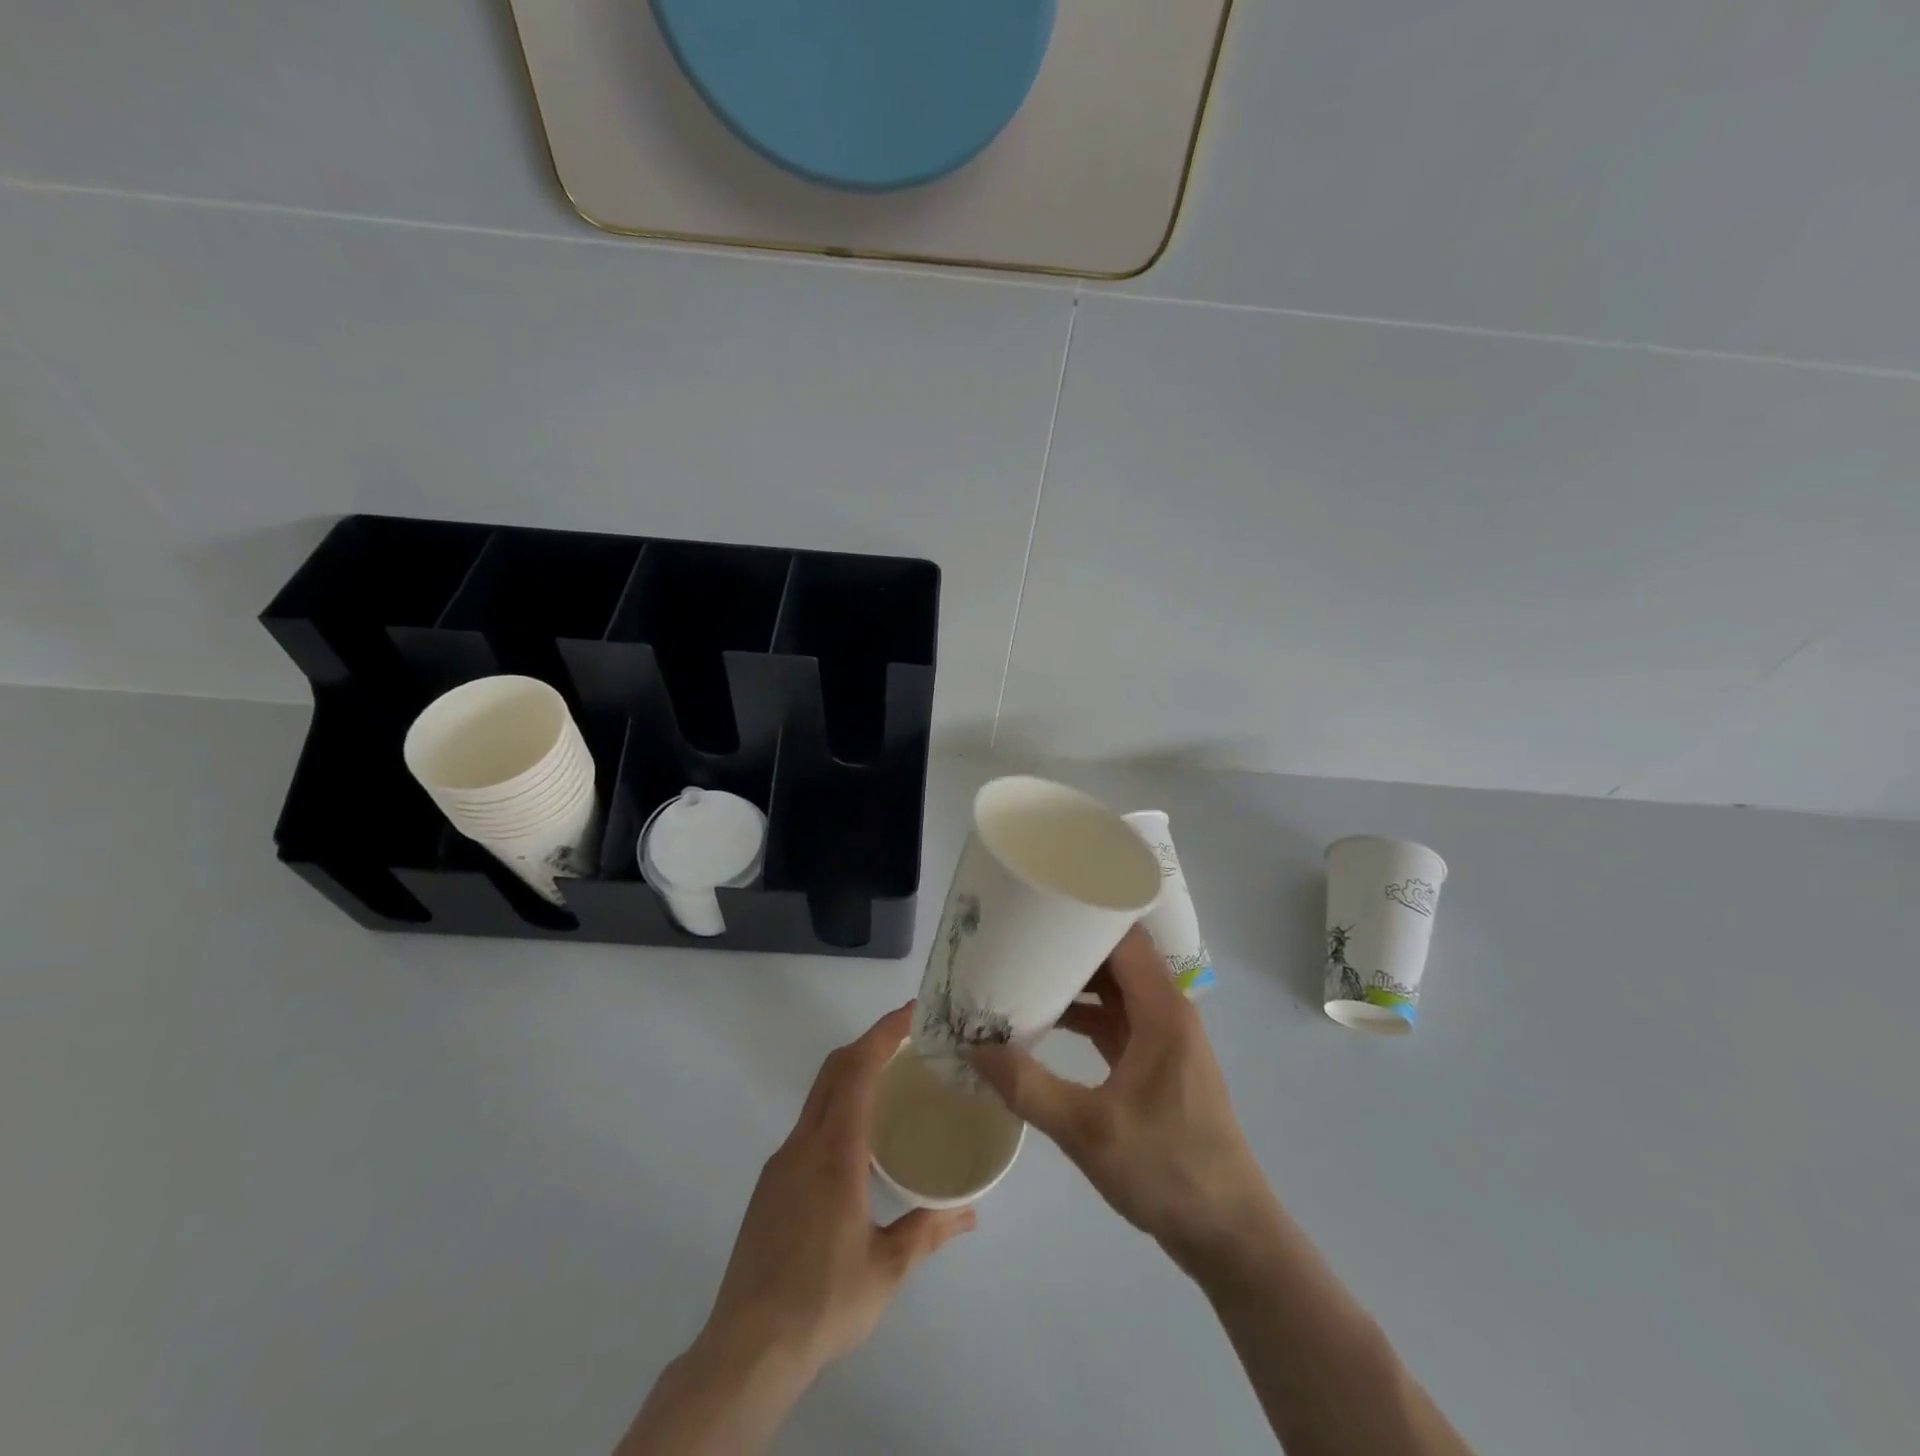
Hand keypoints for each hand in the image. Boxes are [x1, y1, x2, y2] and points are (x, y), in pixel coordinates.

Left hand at [700, 1003, 975, 1380]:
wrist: (747, 1350)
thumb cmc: (823, 1302)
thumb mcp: (887, 1269)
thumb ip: (928, 1231)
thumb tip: (971, 1212)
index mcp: (835, 1153)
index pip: (858, 1070)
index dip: (884, 1033)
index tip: (912, 1012)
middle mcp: (803, 1144)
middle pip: (834, 1069)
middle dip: (870, 1041)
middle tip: (910, 1037)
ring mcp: (781, 1162)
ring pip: (819, 1095)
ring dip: (853, 1073)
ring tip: (892, 1083)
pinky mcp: (771, 1183)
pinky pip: (809, 1125)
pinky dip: (838, 1106)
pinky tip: (859, 1141)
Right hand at [966, 926, 1274, 1274]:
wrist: (1228, 1233)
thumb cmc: (1166, 1170)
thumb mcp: (1087, 1130)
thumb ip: (1027, 1086)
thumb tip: (971, 1046)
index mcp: (1162, 1011)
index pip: (1124, 937)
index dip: (1085, 913)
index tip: (1039, 903)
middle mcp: (1167, 1012)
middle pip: (1117, 958)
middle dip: (1069, 945)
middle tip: (1018, 934)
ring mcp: (1164, 1038)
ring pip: (1115, 989)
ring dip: (1075, 981)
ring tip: (1022, 971)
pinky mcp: (1157, 1063)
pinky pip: (1116, 1020)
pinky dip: (1084, 1014)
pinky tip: (1046, 1022)